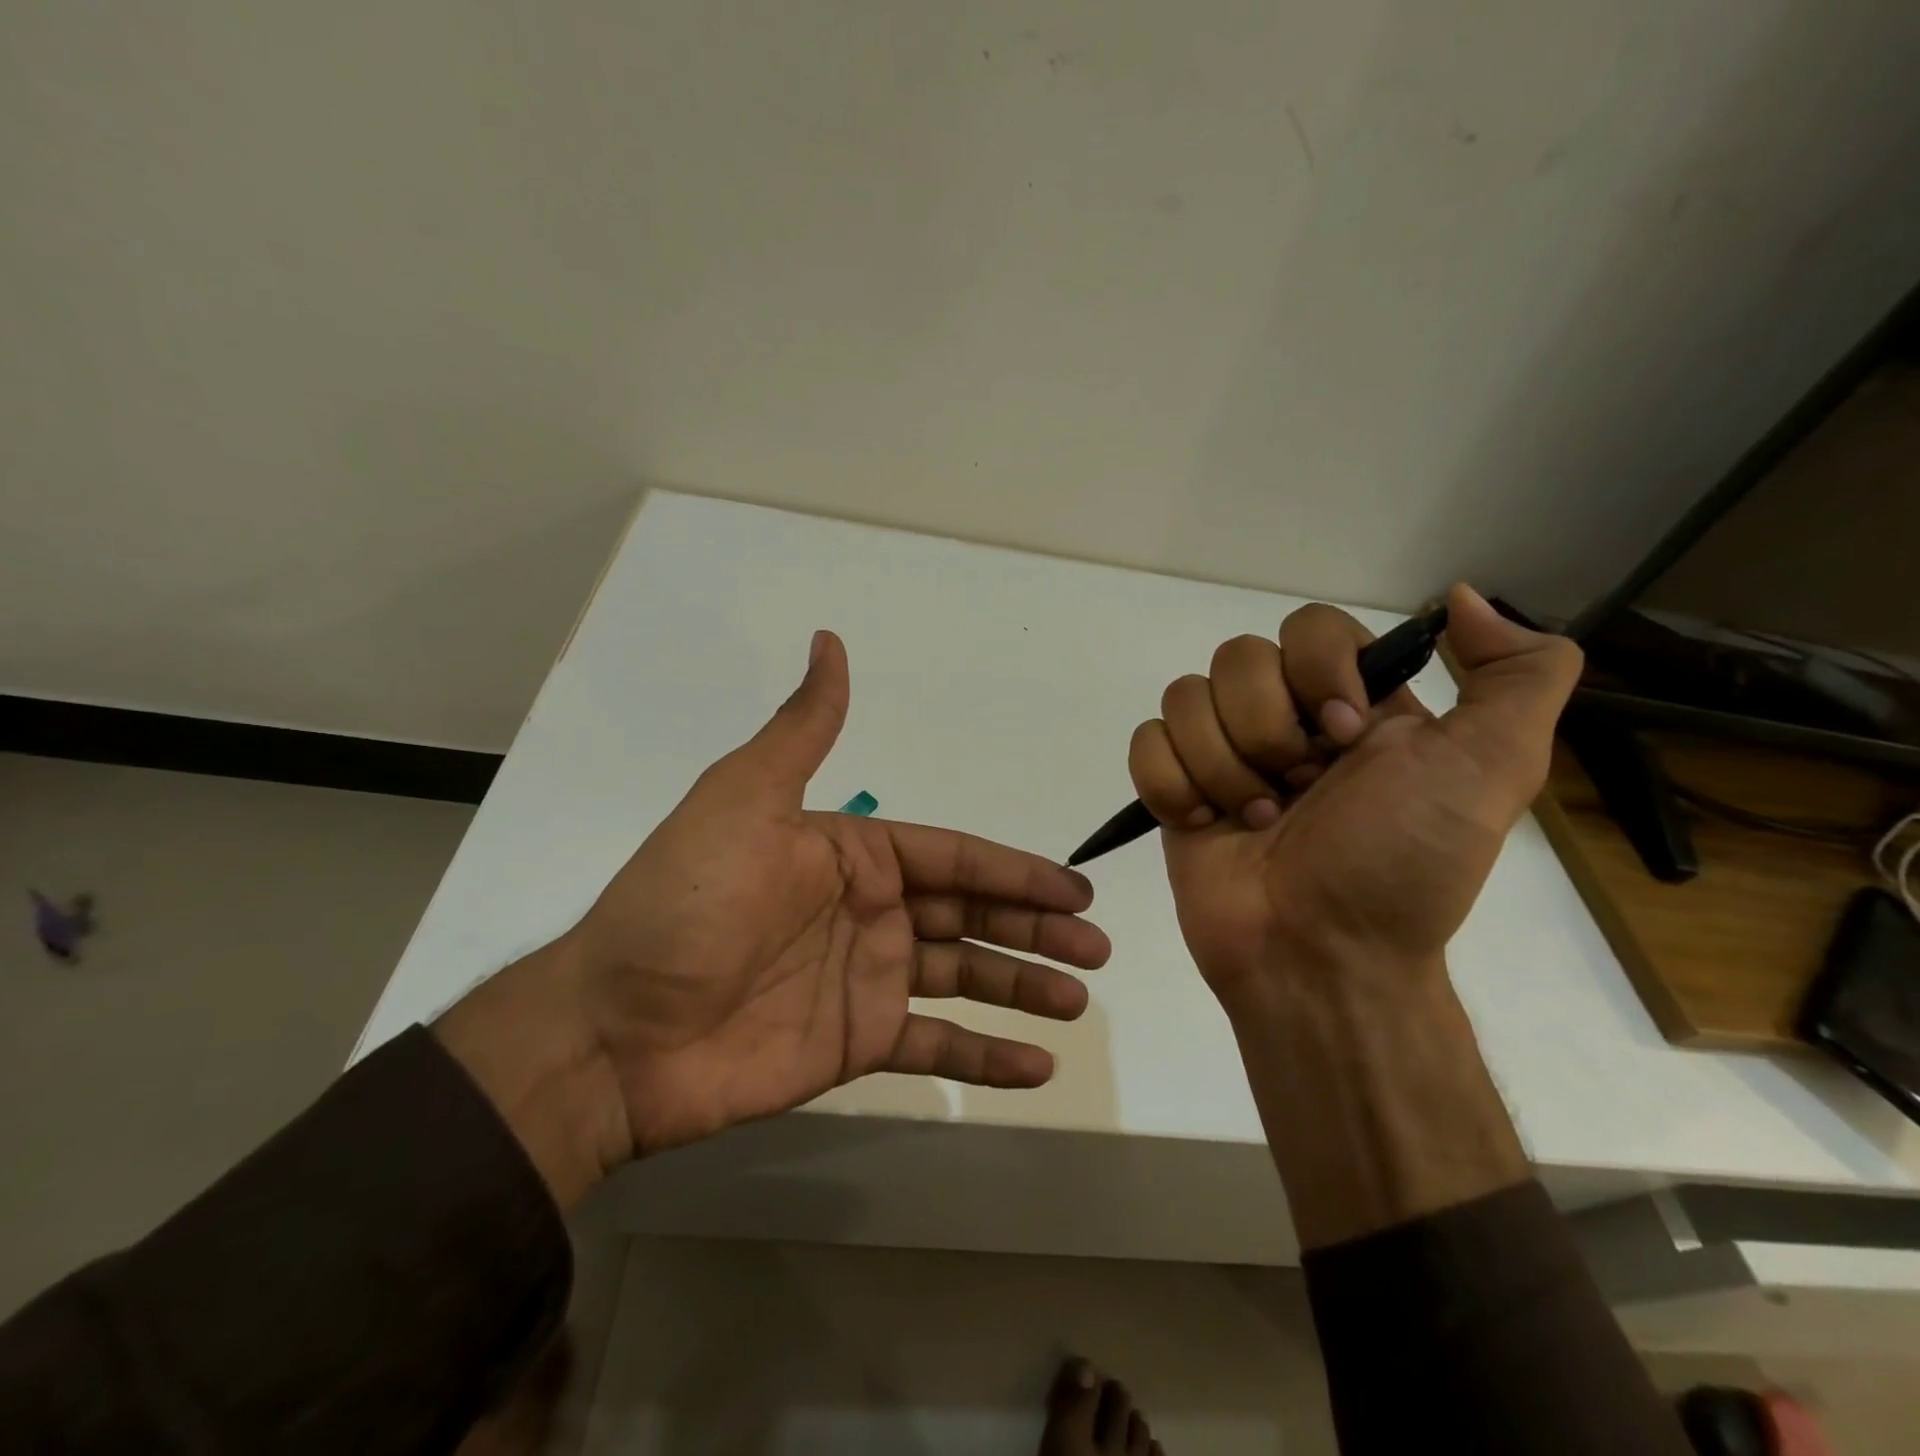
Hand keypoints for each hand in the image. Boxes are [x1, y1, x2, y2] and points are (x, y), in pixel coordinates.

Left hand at [442, 630, 1109, 1200]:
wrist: (616, 1028)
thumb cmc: (688, 904)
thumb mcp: (746, 799)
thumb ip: (804, 729)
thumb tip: (830, 640)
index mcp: (853, 854)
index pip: (955, 859)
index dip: (1017, 873)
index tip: (1076, 892)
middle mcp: (869, 911)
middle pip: (972, 917)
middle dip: (1036, 930)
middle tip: (1096, 951)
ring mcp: (866, 980)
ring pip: (964, 978)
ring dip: (1023, 987)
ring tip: (1078, 1001)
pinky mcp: (856, 1043)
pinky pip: (934, 1047)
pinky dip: (985, 1057)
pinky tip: (1037, 1066)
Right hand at [1127, 584, 1579, 1013]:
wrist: (1321, 957)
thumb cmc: (1402, 866)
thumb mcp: (1493, 770)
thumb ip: (1517, 675)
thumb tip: (1456, 597)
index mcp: (1351, 702)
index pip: (1309, 627)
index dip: (1317, 673)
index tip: (1344, 740)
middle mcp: (1283, 718)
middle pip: (1236, 657)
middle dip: (1266, 730)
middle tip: (1297, 793)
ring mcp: (1221, 753)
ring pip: (1185, 698)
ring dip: (1222, 767)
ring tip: (1254, 821)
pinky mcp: (1173, 787)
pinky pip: (1146, 742)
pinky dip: (1172, 783)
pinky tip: (1203, 821)